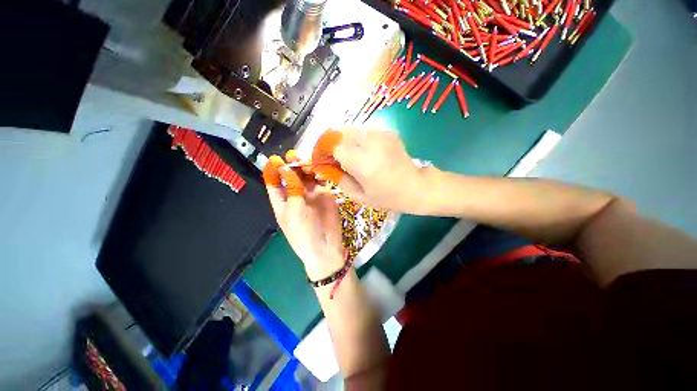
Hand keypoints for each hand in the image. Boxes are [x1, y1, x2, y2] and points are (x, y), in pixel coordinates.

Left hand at [263, 152, 345, 280]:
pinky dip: (320, 172)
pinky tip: (319, 170)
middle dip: (291, 164)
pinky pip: (321, 179)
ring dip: (306, 166)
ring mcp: (311, 193)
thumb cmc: (304, 233)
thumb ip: (291, 189)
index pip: (274, 182)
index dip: (273, 170)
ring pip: (306, 174)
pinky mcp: (325, 193)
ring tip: (307, 162)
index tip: (275, 159)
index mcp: (282, 201)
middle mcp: (295, 194)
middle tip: (294, 156)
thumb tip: (285, 168)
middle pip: (291, 175)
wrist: (326, 246)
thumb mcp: (293, 211)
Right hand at [311, 128, 428, 212]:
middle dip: (335, 143)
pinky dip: (361, 138)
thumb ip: (339, 179)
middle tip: (337, 157)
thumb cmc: (388, 197)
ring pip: (354, 129)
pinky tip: (367, 151)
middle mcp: (371, 144)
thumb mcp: (359, 196)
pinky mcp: (389, 132)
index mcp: (363, 163)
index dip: (325, 150)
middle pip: (342, 133)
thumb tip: (325, 167)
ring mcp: (382, 135)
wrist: (417, 187)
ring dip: (347, 140)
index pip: (334, 146)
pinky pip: (366, 131)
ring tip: (352, 154)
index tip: (324, 158)